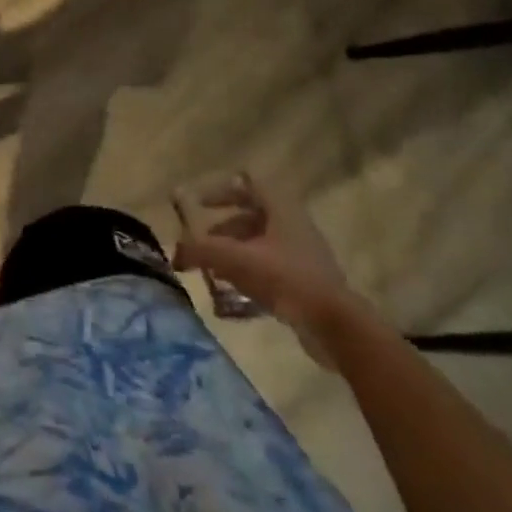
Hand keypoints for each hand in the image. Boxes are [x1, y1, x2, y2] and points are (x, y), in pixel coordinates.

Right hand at [173, 173, 363, 367]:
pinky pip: (270, 272)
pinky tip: (232, 299)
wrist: (335, 327)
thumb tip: (176, 252)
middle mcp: (294, 226)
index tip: (198, 204)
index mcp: (281, 210)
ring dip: (234, 254)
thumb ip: (201, 251)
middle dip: (222, 229)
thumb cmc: (286, 279)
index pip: (248, 184)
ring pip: (260, 246)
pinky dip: (248, 278)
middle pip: (252, 217)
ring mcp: (303, 256)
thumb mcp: (236, 260)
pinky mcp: (307, 284)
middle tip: (202, 243)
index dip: (221, 190)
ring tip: (213, 272)